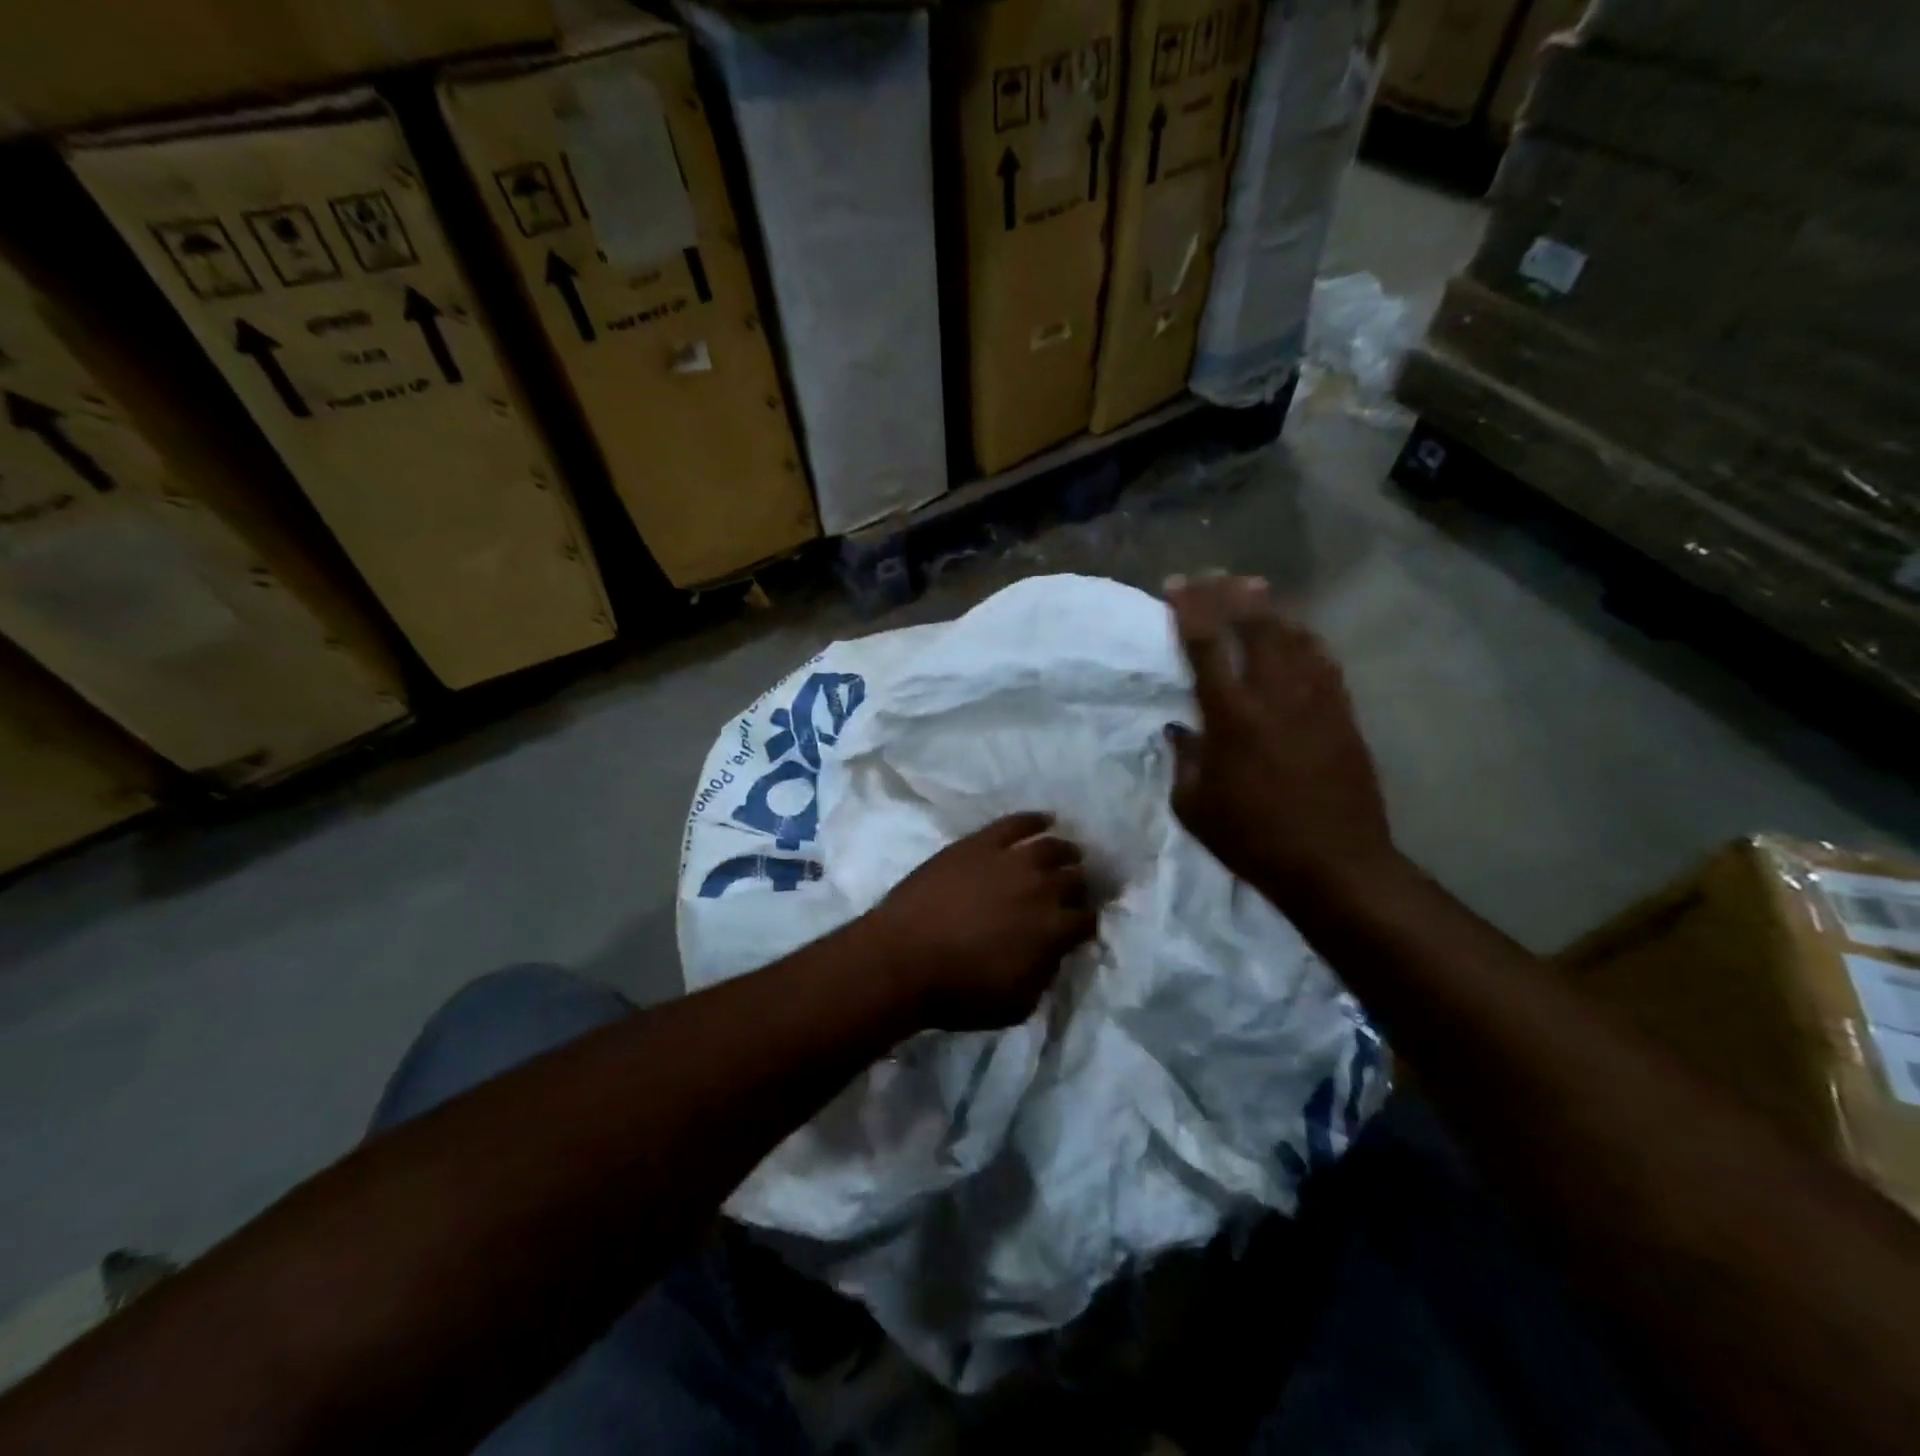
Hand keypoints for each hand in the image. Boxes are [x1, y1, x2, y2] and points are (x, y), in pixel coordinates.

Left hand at [863, 813, 1095, 1030]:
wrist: (903, 959)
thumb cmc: (958, 992)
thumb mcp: (1017, 1004)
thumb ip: (1045, 976)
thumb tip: (1053, 954)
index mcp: (1053, 930)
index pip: (1087, 919)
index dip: (1088, 922)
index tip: (1082, 925)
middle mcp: (1041, 888)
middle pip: (1075, 879)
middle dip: (1081, 886)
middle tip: (1075, 889)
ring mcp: (1010, 860)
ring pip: (1052, 847)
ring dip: (1066, 852)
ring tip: (1068, 853)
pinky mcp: (979, 843)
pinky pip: (1016, 823)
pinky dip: (1034, 819)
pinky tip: (1044, 820)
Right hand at [1165, 573, 1399, 898]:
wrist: (1336, 865)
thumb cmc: (1253, 839)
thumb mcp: (1194, 807)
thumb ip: (1184, 760)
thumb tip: (1181, 729)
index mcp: (1232, 717)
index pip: (1207, 645)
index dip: (1190, 609)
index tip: (1176, 585)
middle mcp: (1275, 696)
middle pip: (1256, 625)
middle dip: (1231, 593)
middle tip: (1214, 575)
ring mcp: (1316, 701)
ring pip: (1294, 636)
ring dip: (1270, 609)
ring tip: (1253, 590)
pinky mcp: (1344, 715)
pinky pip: (1323, 661)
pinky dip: (1305, 639)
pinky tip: (1297, 634)